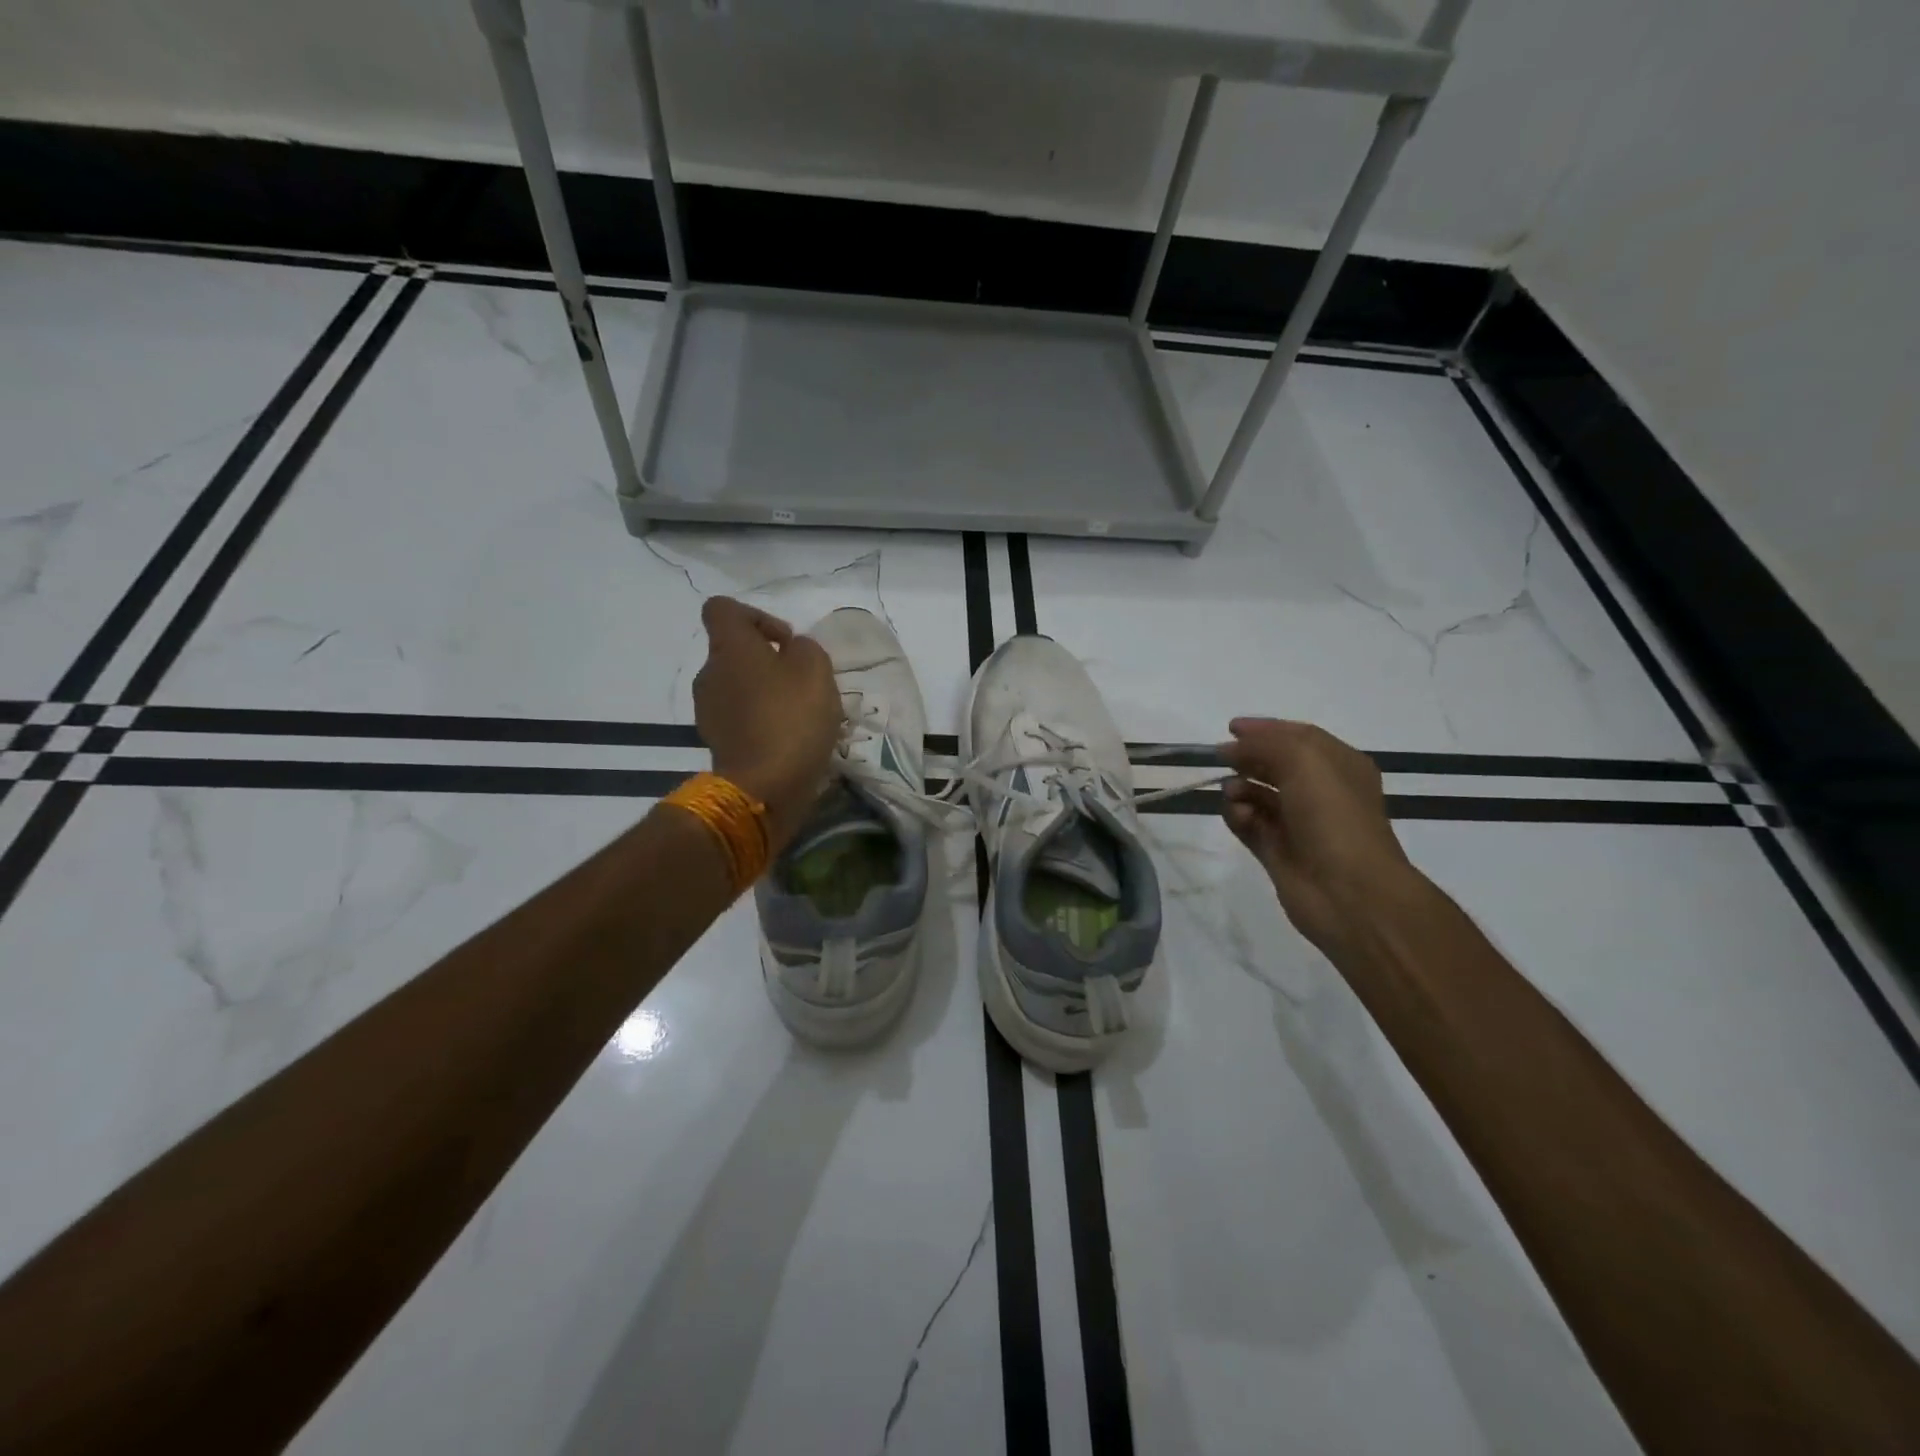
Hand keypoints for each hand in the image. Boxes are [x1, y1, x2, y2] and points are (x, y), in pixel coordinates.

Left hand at [692, 597, 841, 852]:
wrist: (764, 787)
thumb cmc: (792, 718)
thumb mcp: (816, 668)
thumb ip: (804, 647)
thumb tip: (791, 651)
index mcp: (729, 647)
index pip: (723, 609)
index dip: (756, 616)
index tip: (785, 641)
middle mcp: (710, 673)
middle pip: (734, 651)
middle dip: (767, 660)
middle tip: (801, 682)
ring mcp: (708, 710)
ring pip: (738, 686)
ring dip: (764, 692)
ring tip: (798, 714)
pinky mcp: (716, 741)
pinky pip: (739, 717)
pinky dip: (759, 720)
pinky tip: (786, 738)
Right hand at [1219, 718, 1417, 954]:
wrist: (1348, 891)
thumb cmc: (1333, 816)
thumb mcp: (1303, 760)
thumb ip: (1265, 744)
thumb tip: (1232, 748)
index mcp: (1339, 766)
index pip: (1299, 737)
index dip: (1266, 730)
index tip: (1231, 727)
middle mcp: (1321, 793)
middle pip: (1276, 765)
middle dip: (1249, 759)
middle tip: (1221, 758)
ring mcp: (1298, 824)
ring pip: (1258, 796)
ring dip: (1240, 789)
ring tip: (1231, 792)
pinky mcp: (1278, 852)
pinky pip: (1249, 826)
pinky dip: (1238, 817)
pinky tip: (1239, 816)